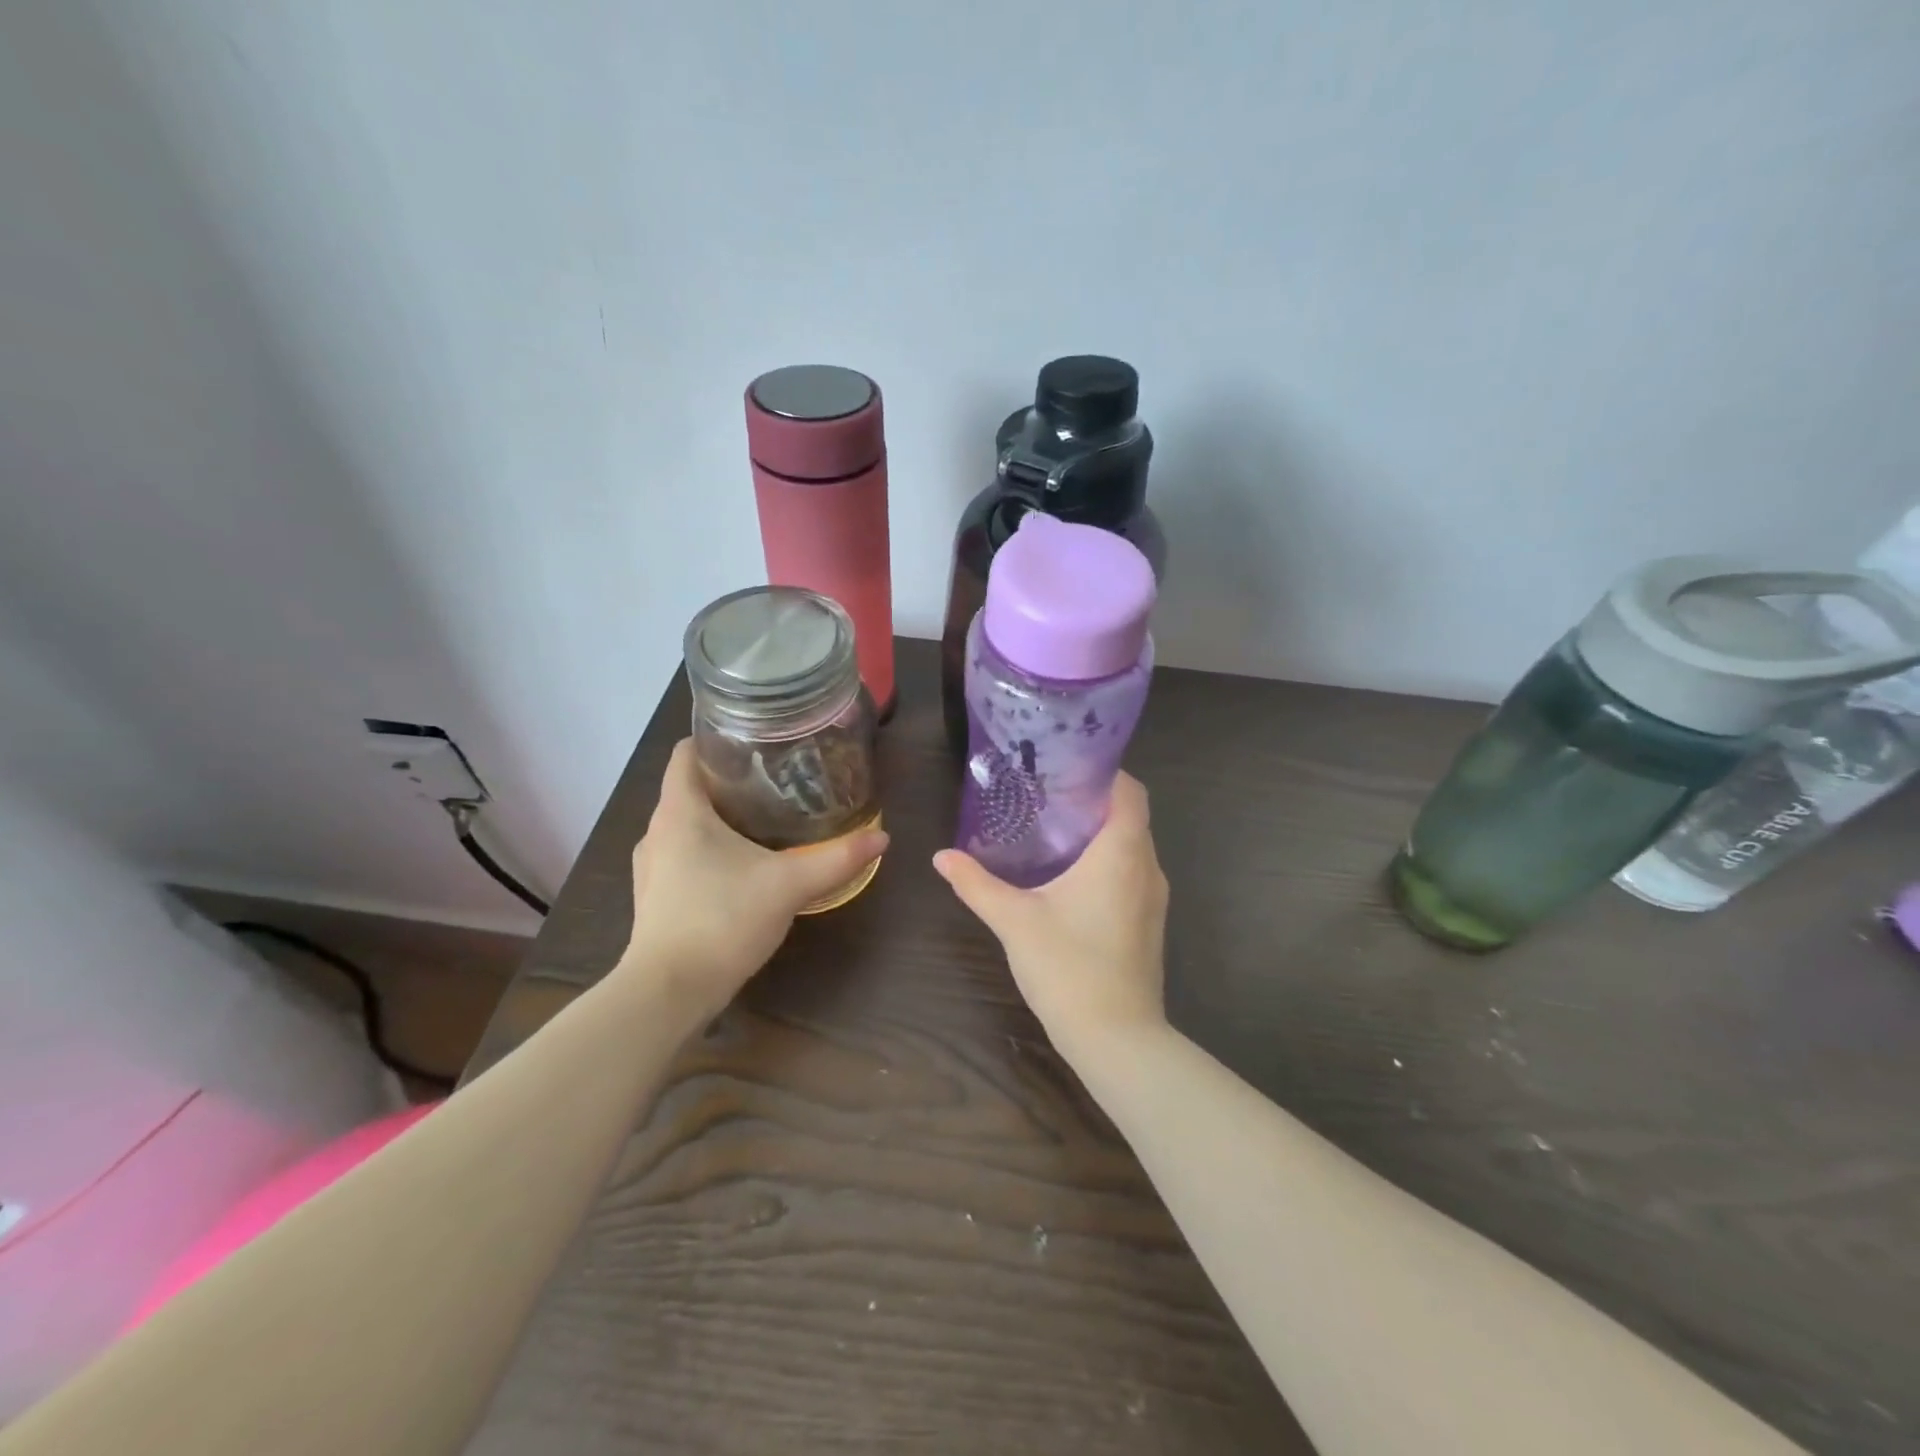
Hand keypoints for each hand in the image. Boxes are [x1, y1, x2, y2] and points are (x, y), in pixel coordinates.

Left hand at [620, 739, 888, 1018]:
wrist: (668, 993)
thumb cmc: (722, 920)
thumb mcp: (789, 885)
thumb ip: (837, 859)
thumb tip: (882, 836)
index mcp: (680, 811)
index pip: (686, 753)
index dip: (716, 738)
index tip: (755, 740)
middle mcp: (656, 831)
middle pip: (689, 787)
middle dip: (729, 779)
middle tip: (775, 779)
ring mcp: (651, 866)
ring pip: (685, 823)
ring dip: (718, 816)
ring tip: (763, 817)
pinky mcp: (655, 896)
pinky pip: (682, 854)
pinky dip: (708, 848)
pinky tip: (741, 864)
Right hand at [933, 773, 1168, 1061]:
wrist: (1117, 1039)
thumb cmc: (1069, 967)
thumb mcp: (1014, 920)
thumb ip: (977, 884)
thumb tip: (941, 856)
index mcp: (1121, 852)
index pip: (1130, 791)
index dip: (1104, 772)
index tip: (1065, 768)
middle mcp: (1147, 867)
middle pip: (1130, 816)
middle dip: (1094, 802)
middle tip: (1046, 797)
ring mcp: (1154, 899)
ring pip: (1132, 848)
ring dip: (1100, 835)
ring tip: (1053, 832)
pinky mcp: (1149, 924)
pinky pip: (1132, 875)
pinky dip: (1107, 864)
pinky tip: (1070, 879)